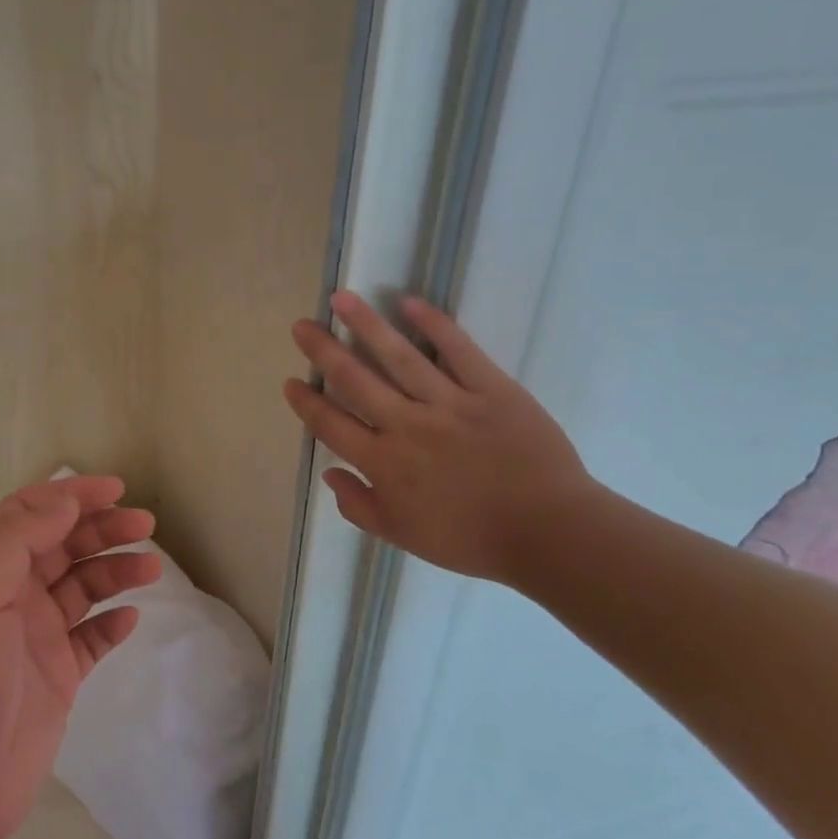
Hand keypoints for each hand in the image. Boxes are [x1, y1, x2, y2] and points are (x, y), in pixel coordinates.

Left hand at [0, 476, 160, 838]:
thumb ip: (16, 539)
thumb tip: (63, 499)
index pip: (28, 516)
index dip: (70, 496)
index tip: (116, 489)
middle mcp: (6, 598)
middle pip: (60, 547)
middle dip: (101, 529)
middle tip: (145, 525)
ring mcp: (32, 639)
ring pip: (81, 589)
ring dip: (114, 571)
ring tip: (151, 567)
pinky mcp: (55, 679)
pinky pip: (90, 639)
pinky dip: (112, 623)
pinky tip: (131, 617)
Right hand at [283, 291, 593, 583]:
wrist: (547, 531)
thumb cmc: (470, 539)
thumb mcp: (401, 536)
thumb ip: (358, 505)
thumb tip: (329, 472)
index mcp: (384, 463)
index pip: (333, 425)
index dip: (308, 403)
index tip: (290, 381)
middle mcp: (407, 425)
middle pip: (356, 381)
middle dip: (324, 351)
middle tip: (302, 326)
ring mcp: (449, 403)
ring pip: (399, 357)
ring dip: (367, 325)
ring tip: (342, 299)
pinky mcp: (491, 388)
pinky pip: (458, 351)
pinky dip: (434, 325)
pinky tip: (409, 303)